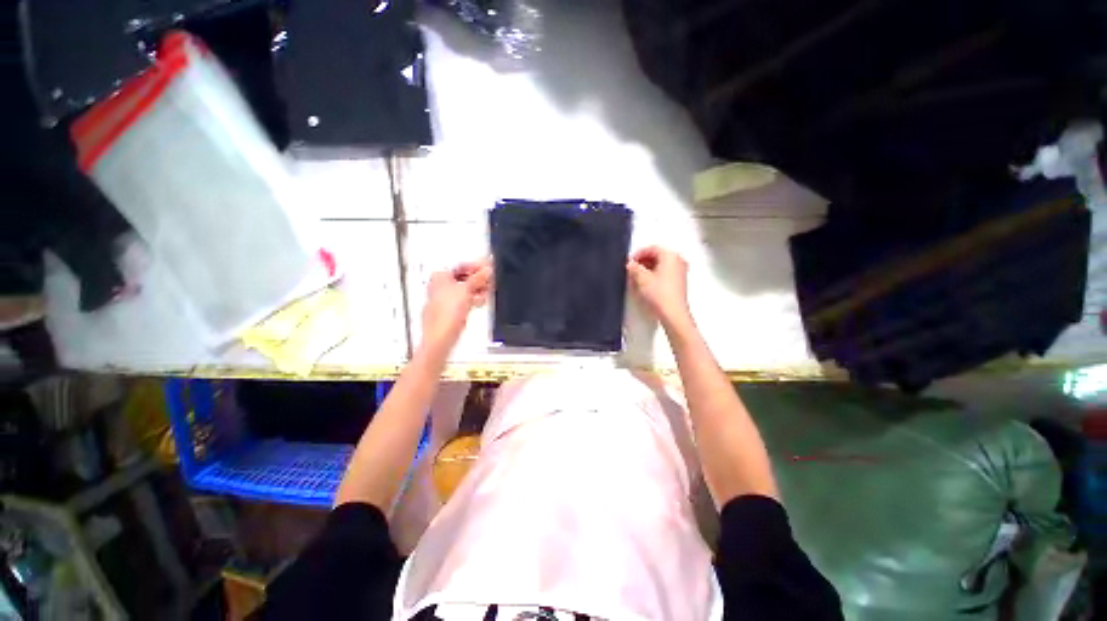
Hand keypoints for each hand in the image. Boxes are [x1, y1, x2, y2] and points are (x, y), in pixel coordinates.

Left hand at [421, 259, 492, 349]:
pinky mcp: (451, 311)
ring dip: (477, 289)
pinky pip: (465, 300)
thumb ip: (478, 278)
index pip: (460, 266)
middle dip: (477, 278)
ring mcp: (445, 299)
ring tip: (488, 289)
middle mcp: (440, 286)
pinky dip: (473, 299)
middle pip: (463, 278)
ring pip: (465, 290)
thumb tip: (486, 271)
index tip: (488, 267)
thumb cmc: (444, 314)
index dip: (476, 266)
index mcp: (439, 276)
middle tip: (490, 278)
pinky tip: (480, 300)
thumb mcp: (466, 290)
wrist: (442, 335)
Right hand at [627, 246, 690, 327]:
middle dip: (643, 261)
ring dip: (648, 268)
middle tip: (631, 269)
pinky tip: (646, 283)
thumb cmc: (659, 294)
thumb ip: (634, 268)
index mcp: (670, 255)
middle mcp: (678, 260)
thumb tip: (630, 264)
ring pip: (661, 264)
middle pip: (657, 255)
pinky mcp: (680, 282)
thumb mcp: (642, 279)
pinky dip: (655, 274)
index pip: (651, 248)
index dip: (638, 254)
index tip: (628, 262)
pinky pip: (665, 272)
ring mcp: (680, 271)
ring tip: (636, 277)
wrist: (673, 314)